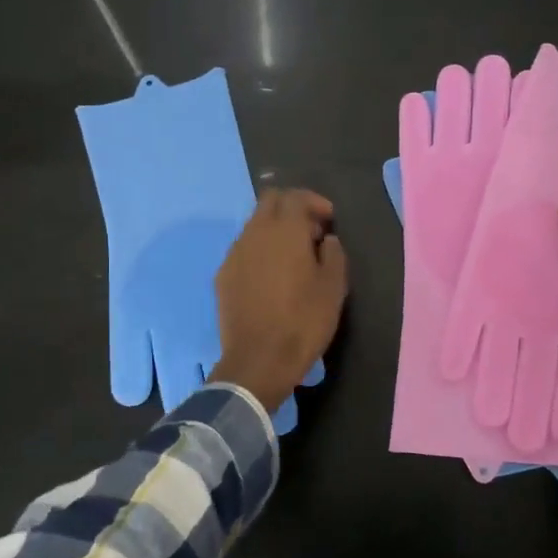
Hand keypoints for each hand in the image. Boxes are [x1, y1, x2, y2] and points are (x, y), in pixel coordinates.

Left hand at [211, 189, 347, 413]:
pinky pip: (244, 249)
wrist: (258, 360)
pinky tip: (272, 276)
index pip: (295, 196)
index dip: (315, 202)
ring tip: (293, 256)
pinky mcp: (223, 275)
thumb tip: (326, 239)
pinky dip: (260, 251)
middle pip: (270, 202)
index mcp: (284, 231)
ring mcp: (234, 254)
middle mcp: (255, 233)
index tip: (329, 221)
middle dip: (292, 208)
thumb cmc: (303, 322)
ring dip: (275, 230)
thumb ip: (334, 254)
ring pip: (255, 225)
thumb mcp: (334, 288)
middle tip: (311, 233)